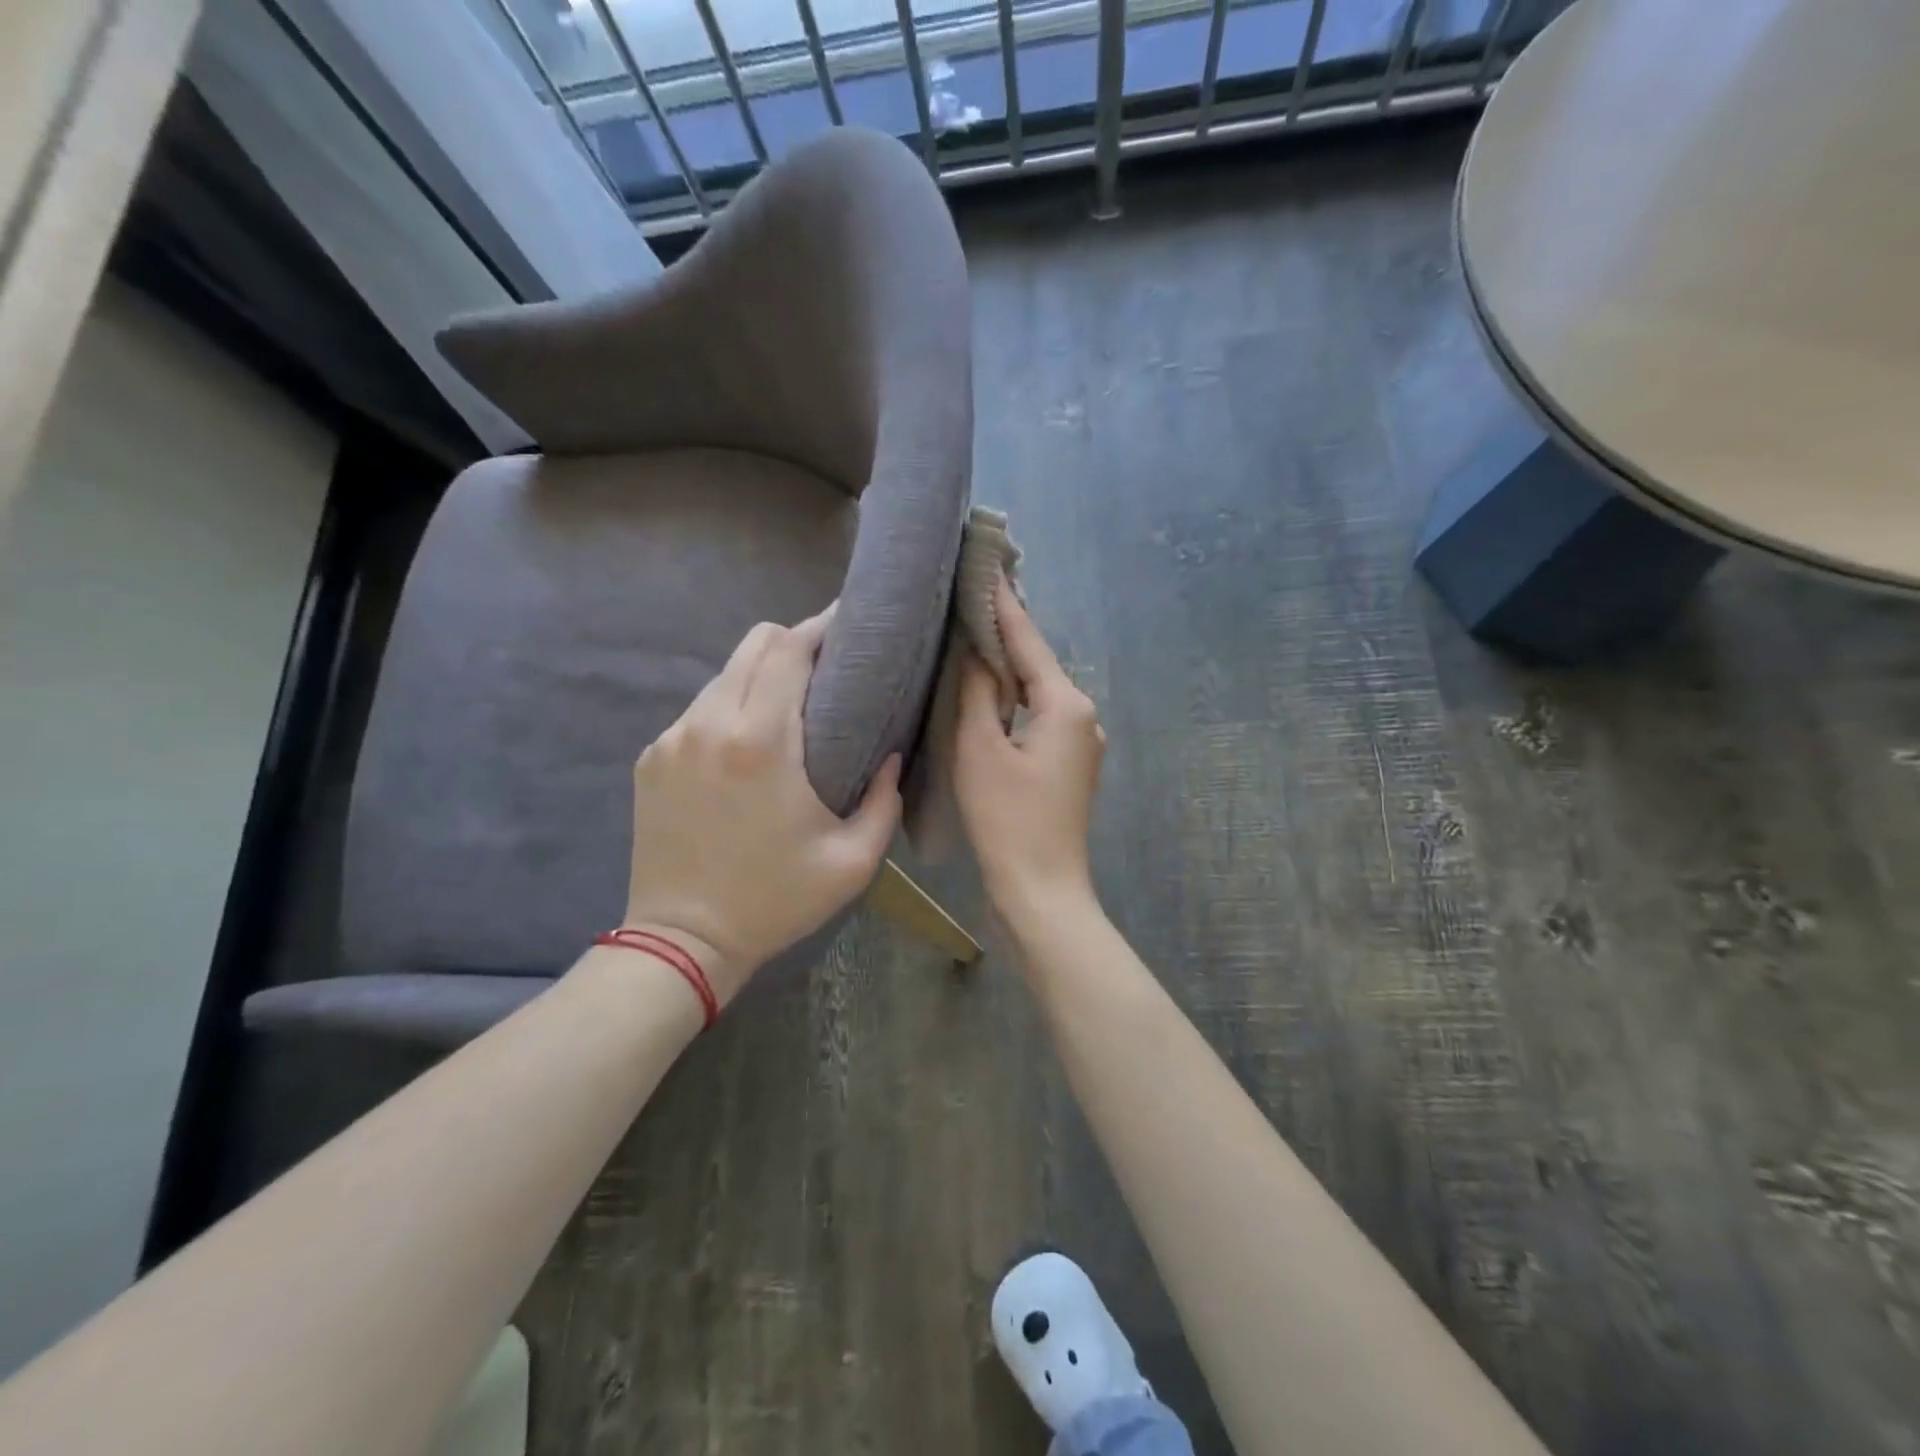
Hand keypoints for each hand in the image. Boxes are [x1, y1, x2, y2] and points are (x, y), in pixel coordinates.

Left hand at [623, 606, 901, 1004]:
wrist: (682, 942)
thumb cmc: (775, 900)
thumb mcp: (853, 861)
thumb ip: (886, 800)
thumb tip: (891, 756)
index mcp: (761, 742)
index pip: (787, 649)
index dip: (819, 627)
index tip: (846, 626)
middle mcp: (710, 724)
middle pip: (753, 645)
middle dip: (791, 643)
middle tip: (825, 668)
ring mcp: (672, 739)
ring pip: (723, 676)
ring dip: (759, 678)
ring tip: (788, 709)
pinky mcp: (651, 759)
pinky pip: (698, 711)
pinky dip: (728, 711)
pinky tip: (745, 748)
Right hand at [953, 579, 1105, 924]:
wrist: (1041, 890)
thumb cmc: (1008, 819)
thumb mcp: (981, 749)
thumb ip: (979, 693)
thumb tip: (979, 654)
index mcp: (1066, 704)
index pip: (1028, 641)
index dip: (1003, 605)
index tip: (987, 567)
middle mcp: (1084, 715)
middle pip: (1037, 665)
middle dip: (1004, 637)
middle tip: (969, 601)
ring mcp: (1082, 743)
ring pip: (1038, 694)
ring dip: (1009, 672)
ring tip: (972, 641)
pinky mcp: (1071, 766)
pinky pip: (1040, 720)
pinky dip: (1015, 705)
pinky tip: (990, 697)